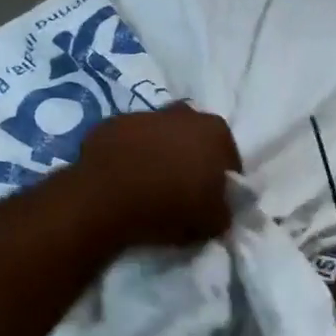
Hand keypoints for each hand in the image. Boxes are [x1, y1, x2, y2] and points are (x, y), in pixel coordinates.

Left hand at [77, 106, 241, 247]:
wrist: (106, 198)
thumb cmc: (169, 205)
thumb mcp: (211, 222)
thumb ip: (223, 212)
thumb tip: (219, 211)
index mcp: (215, 131)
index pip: (228, 158)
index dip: (221, 180)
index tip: (211, 200)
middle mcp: (183, 113)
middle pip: (193, 139)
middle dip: (190, 159)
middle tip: (181, 191)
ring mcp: (144, 114)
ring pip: (159, 136)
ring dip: (158, 154)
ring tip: (148, 186)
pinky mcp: (110, 123)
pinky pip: (127, 142)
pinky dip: (128, 156)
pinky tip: (123, 180)